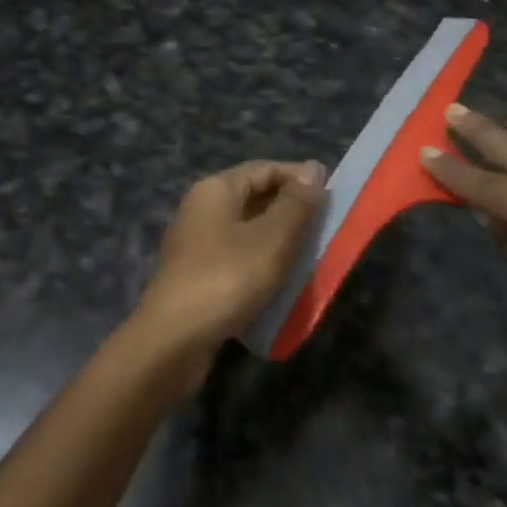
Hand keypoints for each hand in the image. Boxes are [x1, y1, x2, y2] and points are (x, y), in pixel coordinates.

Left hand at [132, 160, 325, 371]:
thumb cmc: (227, 278)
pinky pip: (237, 257)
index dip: (299, 177)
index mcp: (215, 189)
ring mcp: (196, 242)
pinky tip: (282, 280)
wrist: (174, 338)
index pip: (263, 169)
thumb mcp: (271, 238)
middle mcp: (201, 208)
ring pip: (247, 230)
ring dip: (279, 239)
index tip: (333, 194)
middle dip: (291, 210)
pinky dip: (261, 262)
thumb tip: (313, 168)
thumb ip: (296, 204)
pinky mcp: (197, 274)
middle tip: (327, 226)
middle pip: (253, 197)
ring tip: (312, 254)